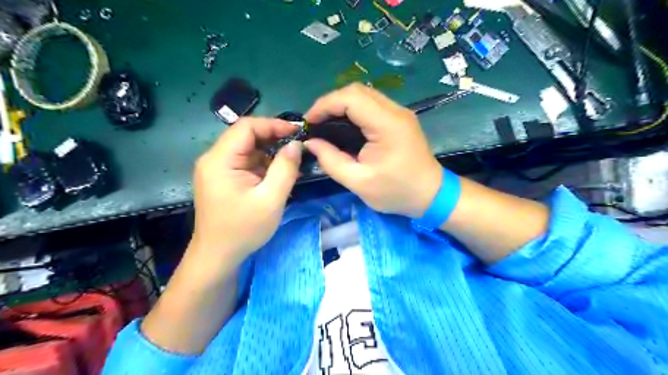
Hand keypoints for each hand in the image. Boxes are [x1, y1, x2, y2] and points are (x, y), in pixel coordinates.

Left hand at [189, 118, 301, 269]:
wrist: (218, 256)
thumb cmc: (243, 230)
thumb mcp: (271, 199)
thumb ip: (285, 168)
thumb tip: (296, 144)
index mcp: (220, 160)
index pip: (246, 127)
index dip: (273, 124)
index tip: (297, 132)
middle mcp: (214, 159)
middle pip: (246, 136)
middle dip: (274, 138)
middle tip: (298, 147)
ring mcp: (217, 169)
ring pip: (248, 149)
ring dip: (270, 153)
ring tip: (292, 163)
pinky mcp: (223, 178)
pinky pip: (246, 163)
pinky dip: (264, 165)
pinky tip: (279, 175)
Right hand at [307, 84, 441, 219]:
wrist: (431, 194)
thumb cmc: (396, 192)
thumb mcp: (359, 182)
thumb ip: (331, 161)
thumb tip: (311, 143)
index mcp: (387, 125)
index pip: (351, 98)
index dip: (325, 105)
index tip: (308, 122)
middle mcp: (395, 111)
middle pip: (357, 91)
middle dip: (330, 103)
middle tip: (315, 123)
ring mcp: (400, 112)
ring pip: (364, 94)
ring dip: (341, 105)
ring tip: (325, 123)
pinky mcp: (400, 118)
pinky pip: (372, 104)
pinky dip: (353, 110)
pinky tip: (344, 125)